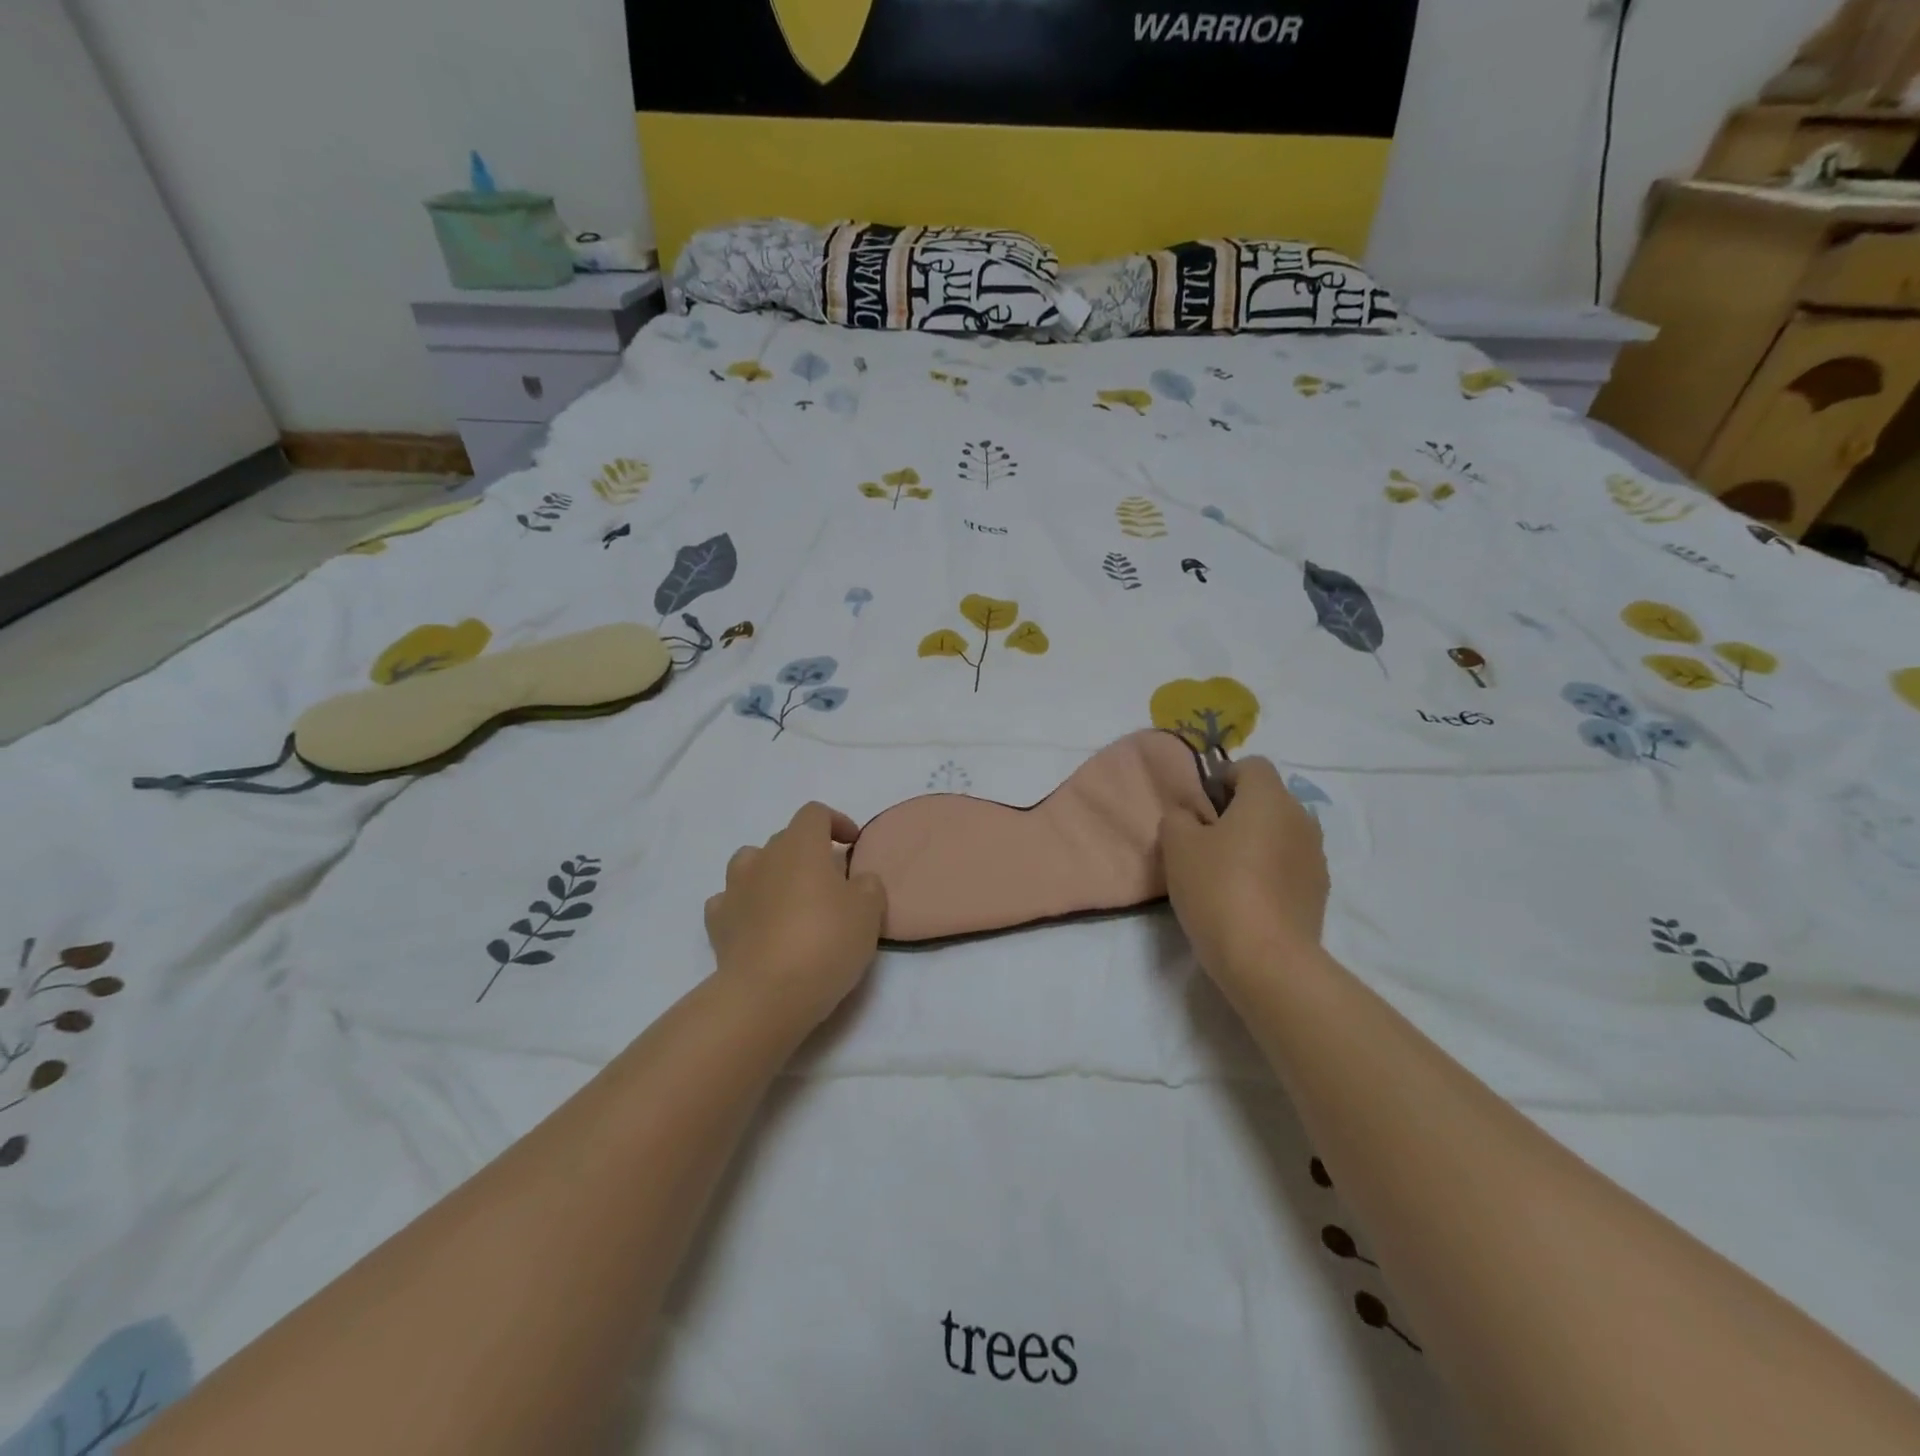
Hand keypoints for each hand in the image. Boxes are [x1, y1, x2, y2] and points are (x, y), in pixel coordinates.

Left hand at [705, 802, 887, 1028]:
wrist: (767, 994)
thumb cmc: (825, 942)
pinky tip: (758, 925)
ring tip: (789, 899)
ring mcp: (734, 889)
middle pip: (785, 839)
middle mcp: (763, 858)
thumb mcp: (869, 912)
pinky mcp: (717, 923)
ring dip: (770, 873)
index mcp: (801, 846)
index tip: (852, 844)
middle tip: (830, 883)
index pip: (814, 813)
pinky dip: (744, 906)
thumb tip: (857, 881)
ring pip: (751, 863)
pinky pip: (730, 901)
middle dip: (808, 853)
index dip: (836, 822)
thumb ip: (868, 886)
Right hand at [1159, 757, 1329, 982]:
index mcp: (1269, 798)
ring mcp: (1316, 856)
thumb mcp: (1177, 845)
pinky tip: (1247, 899)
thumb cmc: (1217, 888)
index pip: (1251, 766)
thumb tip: (1190, 815)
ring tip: (1226, 873)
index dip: (1223, 777)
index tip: (1201, 806)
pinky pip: (1289, 865)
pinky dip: (1270, 871)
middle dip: (1238, 811)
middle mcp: (1301, 818)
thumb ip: (1179, 816)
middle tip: (1206, 841)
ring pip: (1280, 833)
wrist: (1266, 959)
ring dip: (1256, 842)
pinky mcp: (1319, 891)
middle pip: (1268, 799)